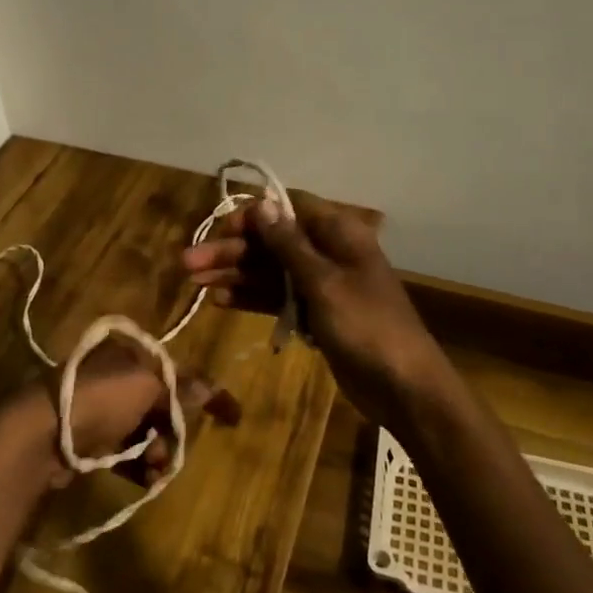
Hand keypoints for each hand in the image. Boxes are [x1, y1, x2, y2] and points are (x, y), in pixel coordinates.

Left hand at [0, 330, 213, 487]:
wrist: (40, 432)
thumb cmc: (99, 398)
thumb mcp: (146, 386)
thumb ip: (181, 388)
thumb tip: (211, 387)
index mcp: (131, 355)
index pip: (178, 372)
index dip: (205, 392)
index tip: (233, 416)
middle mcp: (118, 377)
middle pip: (162, 405)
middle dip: (174, 430)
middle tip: (173, 451)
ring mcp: (102, 409)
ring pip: (146, 431)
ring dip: (158, 451)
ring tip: (156, 470)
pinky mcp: (90, 440)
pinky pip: (126, 452)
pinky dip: (139, 464)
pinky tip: (146, 479)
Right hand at [182, 192, 445, 425]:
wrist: (404, 387)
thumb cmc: (366, 326)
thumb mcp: (323, 283)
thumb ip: (288, 245)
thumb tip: (262, 204)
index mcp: (338, 233)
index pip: (287, 209)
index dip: (252, 216)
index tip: (220, 231)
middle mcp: (327, 252)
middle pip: (271, 241)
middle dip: (232, 250)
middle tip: (188, 264)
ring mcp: (321, 284)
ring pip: (270, 270)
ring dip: (235, 274)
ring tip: (194, 283)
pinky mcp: (315, 313)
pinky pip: (278, 297)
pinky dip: (252, 297)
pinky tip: (220, 301)